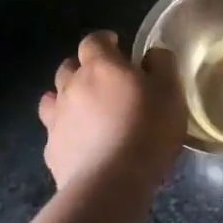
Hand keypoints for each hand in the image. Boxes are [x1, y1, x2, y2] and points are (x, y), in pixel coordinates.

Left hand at [37, 32, 185, 195]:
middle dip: (84, 68)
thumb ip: (162, 64)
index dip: (105, 41)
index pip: (93, 40)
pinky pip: (55, 130)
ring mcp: (56, 119)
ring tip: (88, 111)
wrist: (111, 183)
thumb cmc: (147, 129)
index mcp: (101, 66)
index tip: (119, 47)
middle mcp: (72, 86)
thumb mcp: (171, 91)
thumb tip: (152, 54)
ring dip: (68, 97)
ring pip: (53, 97)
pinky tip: (82, 143)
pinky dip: (66, 130)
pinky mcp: (51, 150)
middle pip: (68, 66)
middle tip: (106, 81)